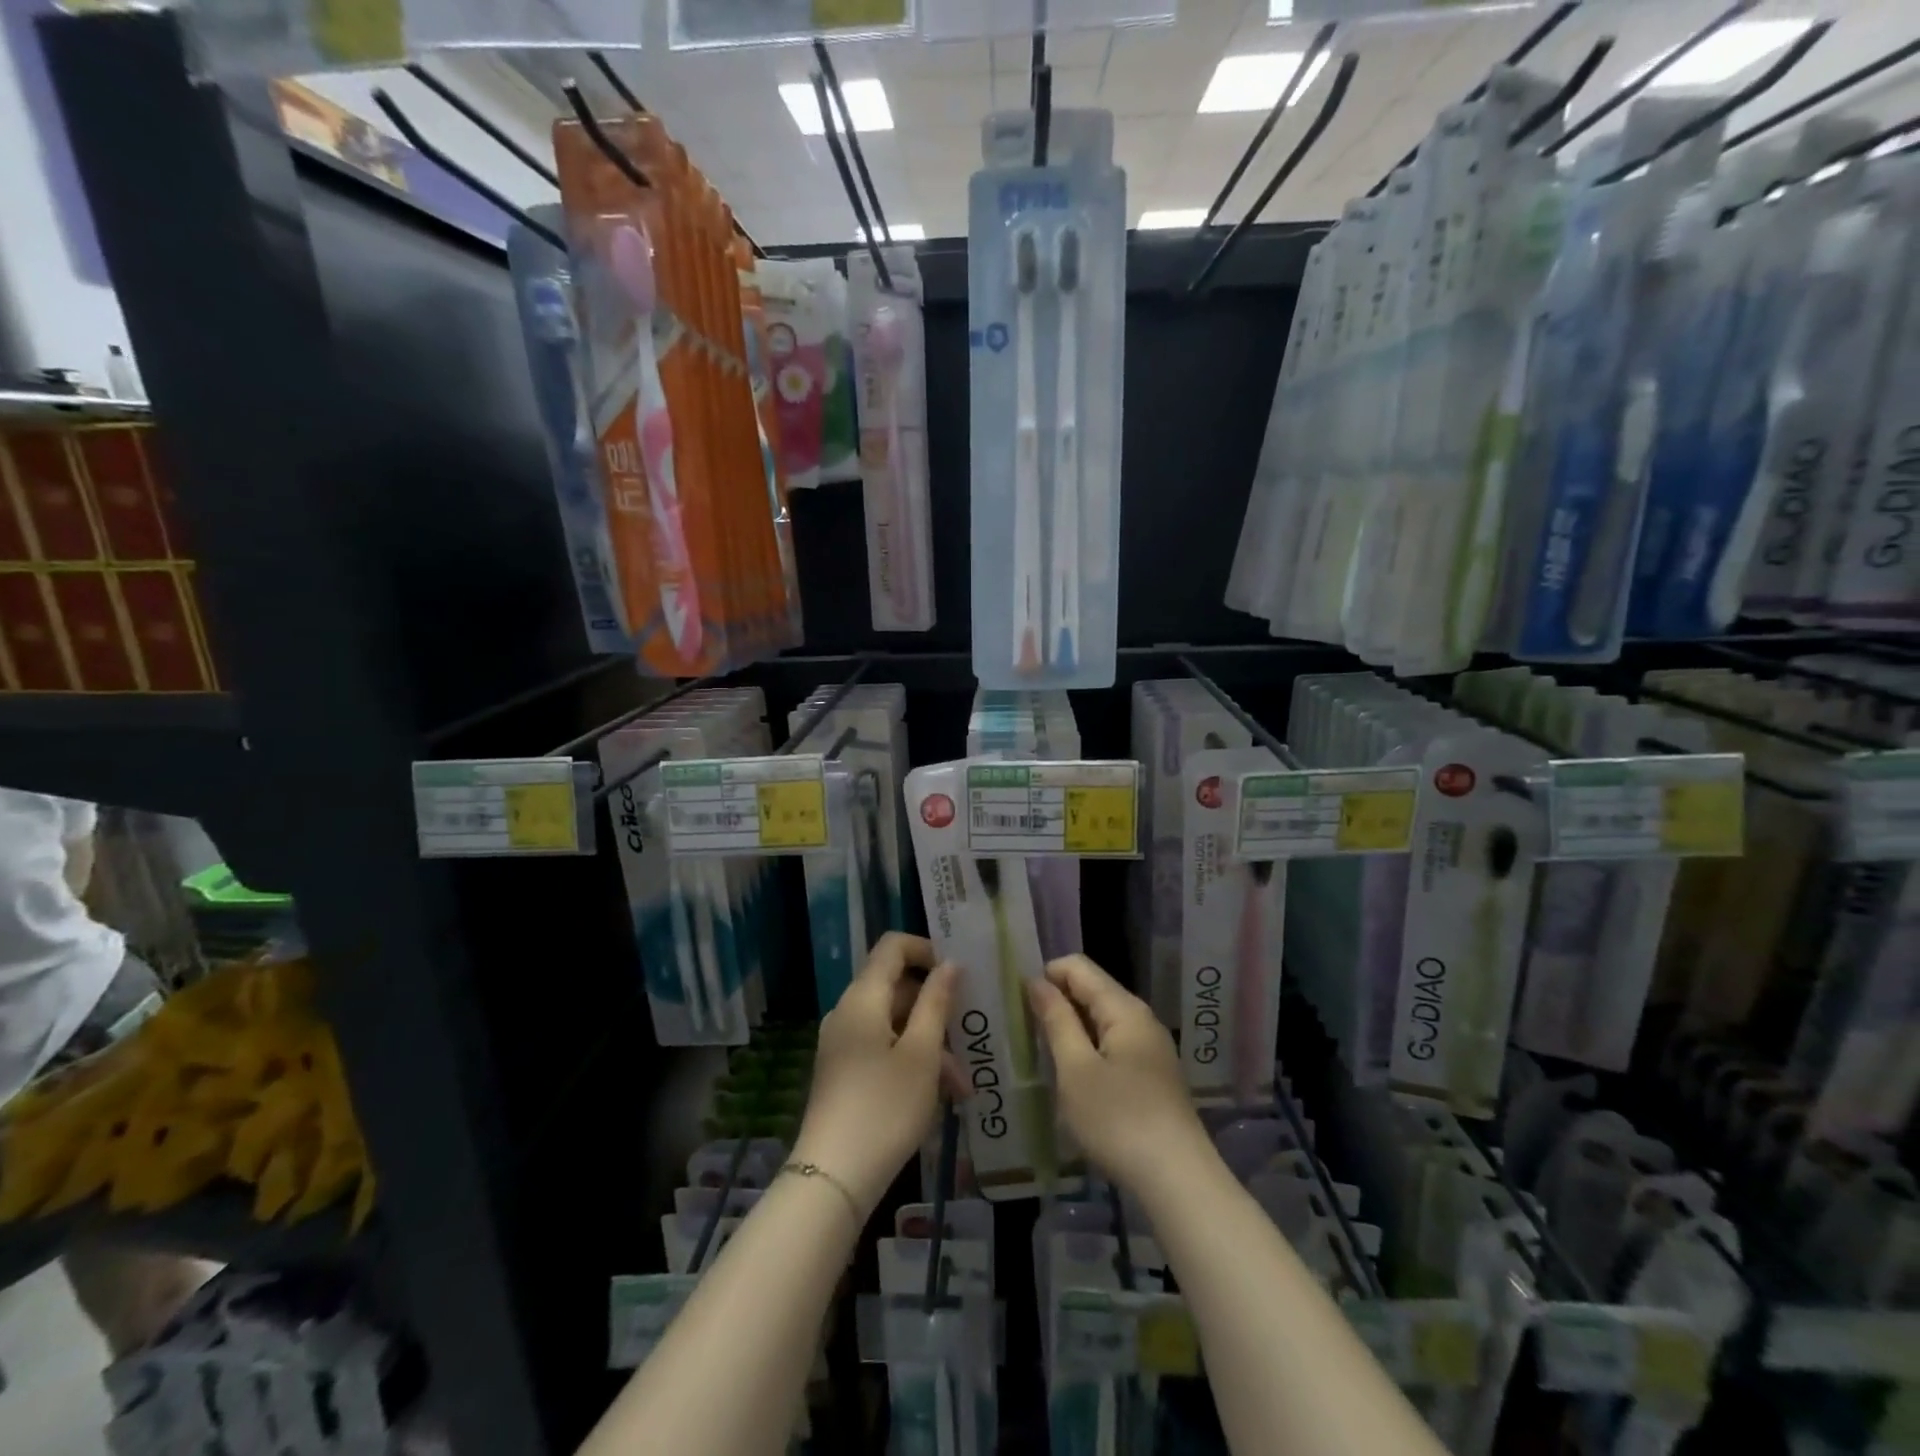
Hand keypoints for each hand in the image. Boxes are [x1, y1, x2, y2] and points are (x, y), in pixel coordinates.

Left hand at [793, 933, 963, 1216]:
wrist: (833, 1178)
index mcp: (863, 997)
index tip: (959, 974)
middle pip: (897, 987)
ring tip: (961, 1086)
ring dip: (930, 1045)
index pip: (893, 946)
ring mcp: (843, 1043)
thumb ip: (937, 1002)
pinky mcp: (844, 1072)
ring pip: (895, 1024)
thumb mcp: (922, 1054)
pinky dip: (912, 1062)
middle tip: (970, 1037)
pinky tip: (939, 1097)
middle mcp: (848, 1012)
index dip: (927, 949)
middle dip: (937, 1009)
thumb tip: (950, 963)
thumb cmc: (885, 1107)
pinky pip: (883, 1049)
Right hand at [1028, 954, 1205, 1194]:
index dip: (1046, 974)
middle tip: (1022, 1027)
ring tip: (1041, 1050)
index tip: (1017, 1000)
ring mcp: (1150, 1048)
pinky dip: (1088, 1048)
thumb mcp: (1076, 1070)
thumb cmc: (1119, 1121)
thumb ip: (1056, 1021)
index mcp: (1124, 1009)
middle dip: (1057, 1000)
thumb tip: (1037, 982)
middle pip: (1093, 990)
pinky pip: (1112, 1044)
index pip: (1079, 967)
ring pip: (1102, 1019)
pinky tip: (1072, 1075)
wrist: (1178, 1182)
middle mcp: (1141, 1019)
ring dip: (1071, 1027)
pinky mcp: (1152, 1075)